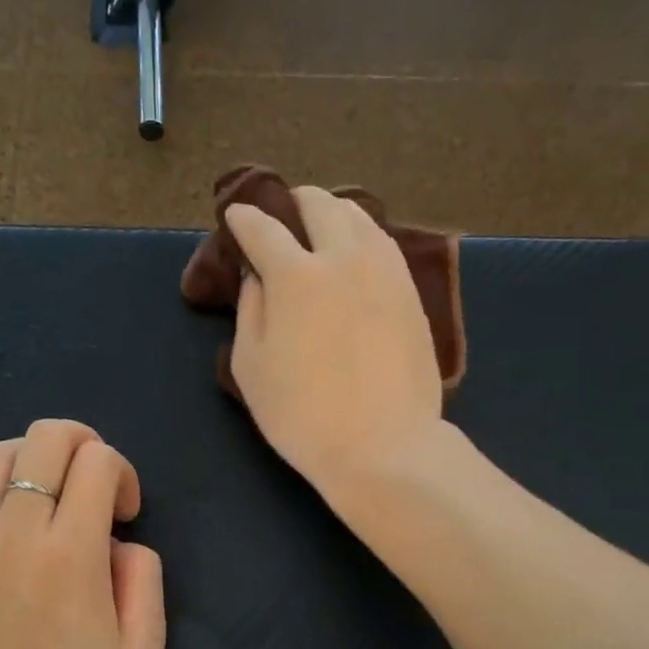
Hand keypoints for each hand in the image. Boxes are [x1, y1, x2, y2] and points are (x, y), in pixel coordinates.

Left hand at [0, 419, 165, 648]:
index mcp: (72, 552)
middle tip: (94, 487)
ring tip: (47, 504)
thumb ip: (144, 579)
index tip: (126, 515)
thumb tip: (118, 544)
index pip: (99, 461)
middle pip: (46, 438)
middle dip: (83, 444)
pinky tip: (0, 520)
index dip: (123, 473)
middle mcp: (15, 532)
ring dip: (34, 463)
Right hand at [226, 188, 446, 492]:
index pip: (263, 228)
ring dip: (334, 214)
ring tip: (323, 230)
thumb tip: (258, 277)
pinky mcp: (412, 293)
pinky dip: (364, 238)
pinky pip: (385, 245)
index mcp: (296, 275)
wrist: (384, 447)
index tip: (236, 216)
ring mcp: (385, 272)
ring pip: (360, 217)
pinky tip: (358, 257)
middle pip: (319, 204)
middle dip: (294, 202)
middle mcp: (344, 258)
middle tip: (283, 217)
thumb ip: (250, 311)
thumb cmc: (304, 416)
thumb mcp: (252, 368)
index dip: (243, 218)